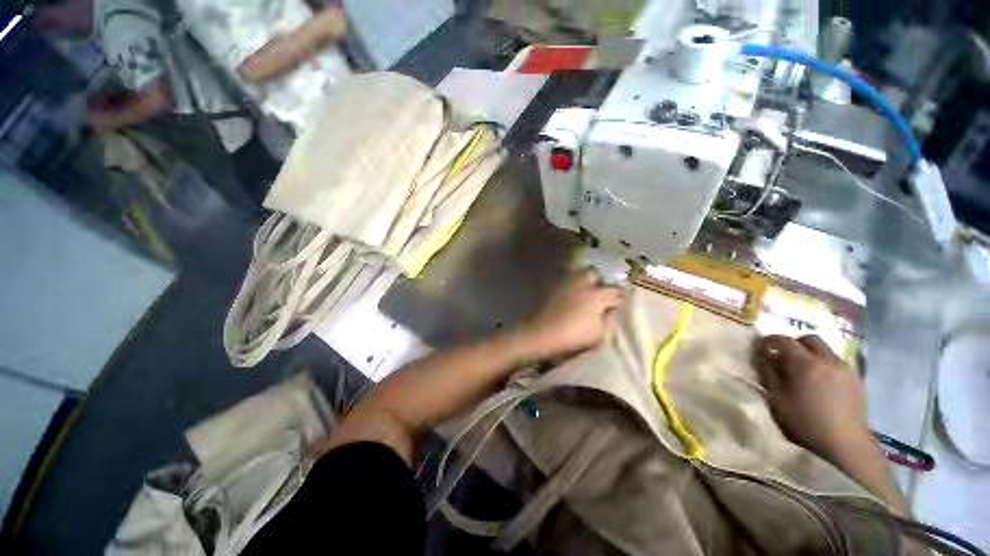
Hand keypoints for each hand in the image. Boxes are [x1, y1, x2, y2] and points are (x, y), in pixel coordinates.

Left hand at [518, 270, 624, 361]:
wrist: (541, 332)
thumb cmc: (572, 336)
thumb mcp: (598, 333)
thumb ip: (609, 319)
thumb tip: (613, 309)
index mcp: (597, 295)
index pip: (615, 292)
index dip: (619, 298)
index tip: (619, 303)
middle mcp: (583, 283)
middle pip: (595, 274)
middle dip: (600, 281)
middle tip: (600, 292)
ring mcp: (566, 281)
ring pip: (580, 272)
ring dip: (585, 278)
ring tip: (585, 289)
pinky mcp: (553, 284)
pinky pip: (566, 278)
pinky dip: (571, 282)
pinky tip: (570, 292)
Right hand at [753, 335, 871, 462]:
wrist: (845, 445)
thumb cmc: (804, 422)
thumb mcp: (777, 398)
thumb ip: (769, 373)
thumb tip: (764, 357)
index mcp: (805, 363)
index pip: (784, 340)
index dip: (769, 341)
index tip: (760, 347)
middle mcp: (827, 360)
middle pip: (809, 339)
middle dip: (794, 343)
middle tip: (783, 356)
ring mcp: (845, 369)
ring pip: (825, 350)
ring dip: (811, 354)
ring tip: (803, 371)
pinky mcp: (856, 380)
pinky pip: (836, 363)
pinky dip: (824, 365)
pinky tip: (820, 383)